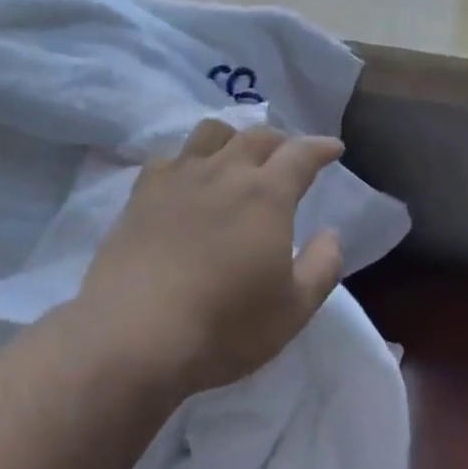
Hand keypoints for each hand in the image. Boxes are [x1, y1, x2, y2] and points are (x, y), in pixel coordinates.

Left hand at [78, 120, 346, 396]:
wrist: (134, 335)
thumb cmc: (224, 326)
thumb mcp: (293, 310)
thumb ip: (322, 266)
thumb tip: (330, 234)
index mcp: (267, 194)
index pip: (301, 154)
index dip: (320, 147)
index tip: (333, 147)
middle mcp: (225, 172)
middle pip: (257, 135)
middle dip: (280, 140)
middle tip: (287, 155)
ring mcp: (179, 178)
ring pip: (211, 133)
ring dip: (233, 137)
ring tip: (236, 157)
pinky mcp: (142, 193)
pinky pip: (169, 157)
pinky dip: (187, 160)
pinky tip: (186, 180)